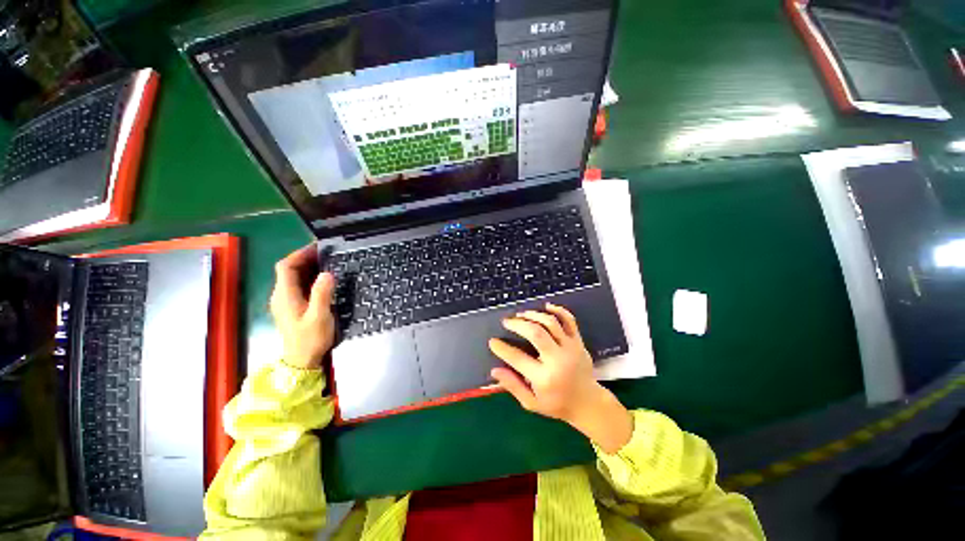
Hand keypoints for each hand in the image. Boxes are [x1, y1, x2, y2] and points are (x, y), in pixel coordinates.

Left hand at [270, 245, 336, 369]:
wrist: (301, 360)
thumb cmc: (311, 338)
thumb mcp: (320, 316)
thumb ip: (322, 294)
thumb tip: (327, 273)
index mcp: (285, 295)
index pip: (286, 266)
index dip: (300, 254)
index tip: (318, 248)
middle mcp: (280, 296)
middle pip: (287, 270)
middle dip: (305, 258)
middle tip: (327, 254)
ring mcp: (284, 302)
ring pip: (292, 277)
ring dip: (307, 267)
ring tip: (327, 263)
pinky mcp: (290, 307)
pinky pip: (296, 285)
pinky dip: (307, 277)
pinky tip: (322, 280)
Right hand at [489, 303, 633, 452]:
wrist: (588, 403)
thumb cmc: (557, 404)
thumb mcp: (532, 403)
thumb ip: (513, 386)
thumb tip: (494, 371)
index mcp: (544, 378)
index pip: (518, 358)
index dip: (502, 348)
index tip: (493, 341)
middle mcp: (558, 360)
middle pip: (536, 333)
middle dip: (518, 324)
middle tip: (506, 322)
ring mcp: (571, 348)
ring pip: (551, 323)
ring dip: (533, 315)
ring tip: (521, 315)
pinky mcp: (579, 341)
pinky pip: (569, 320)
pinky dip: (558, 310)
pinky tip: (546, 306)